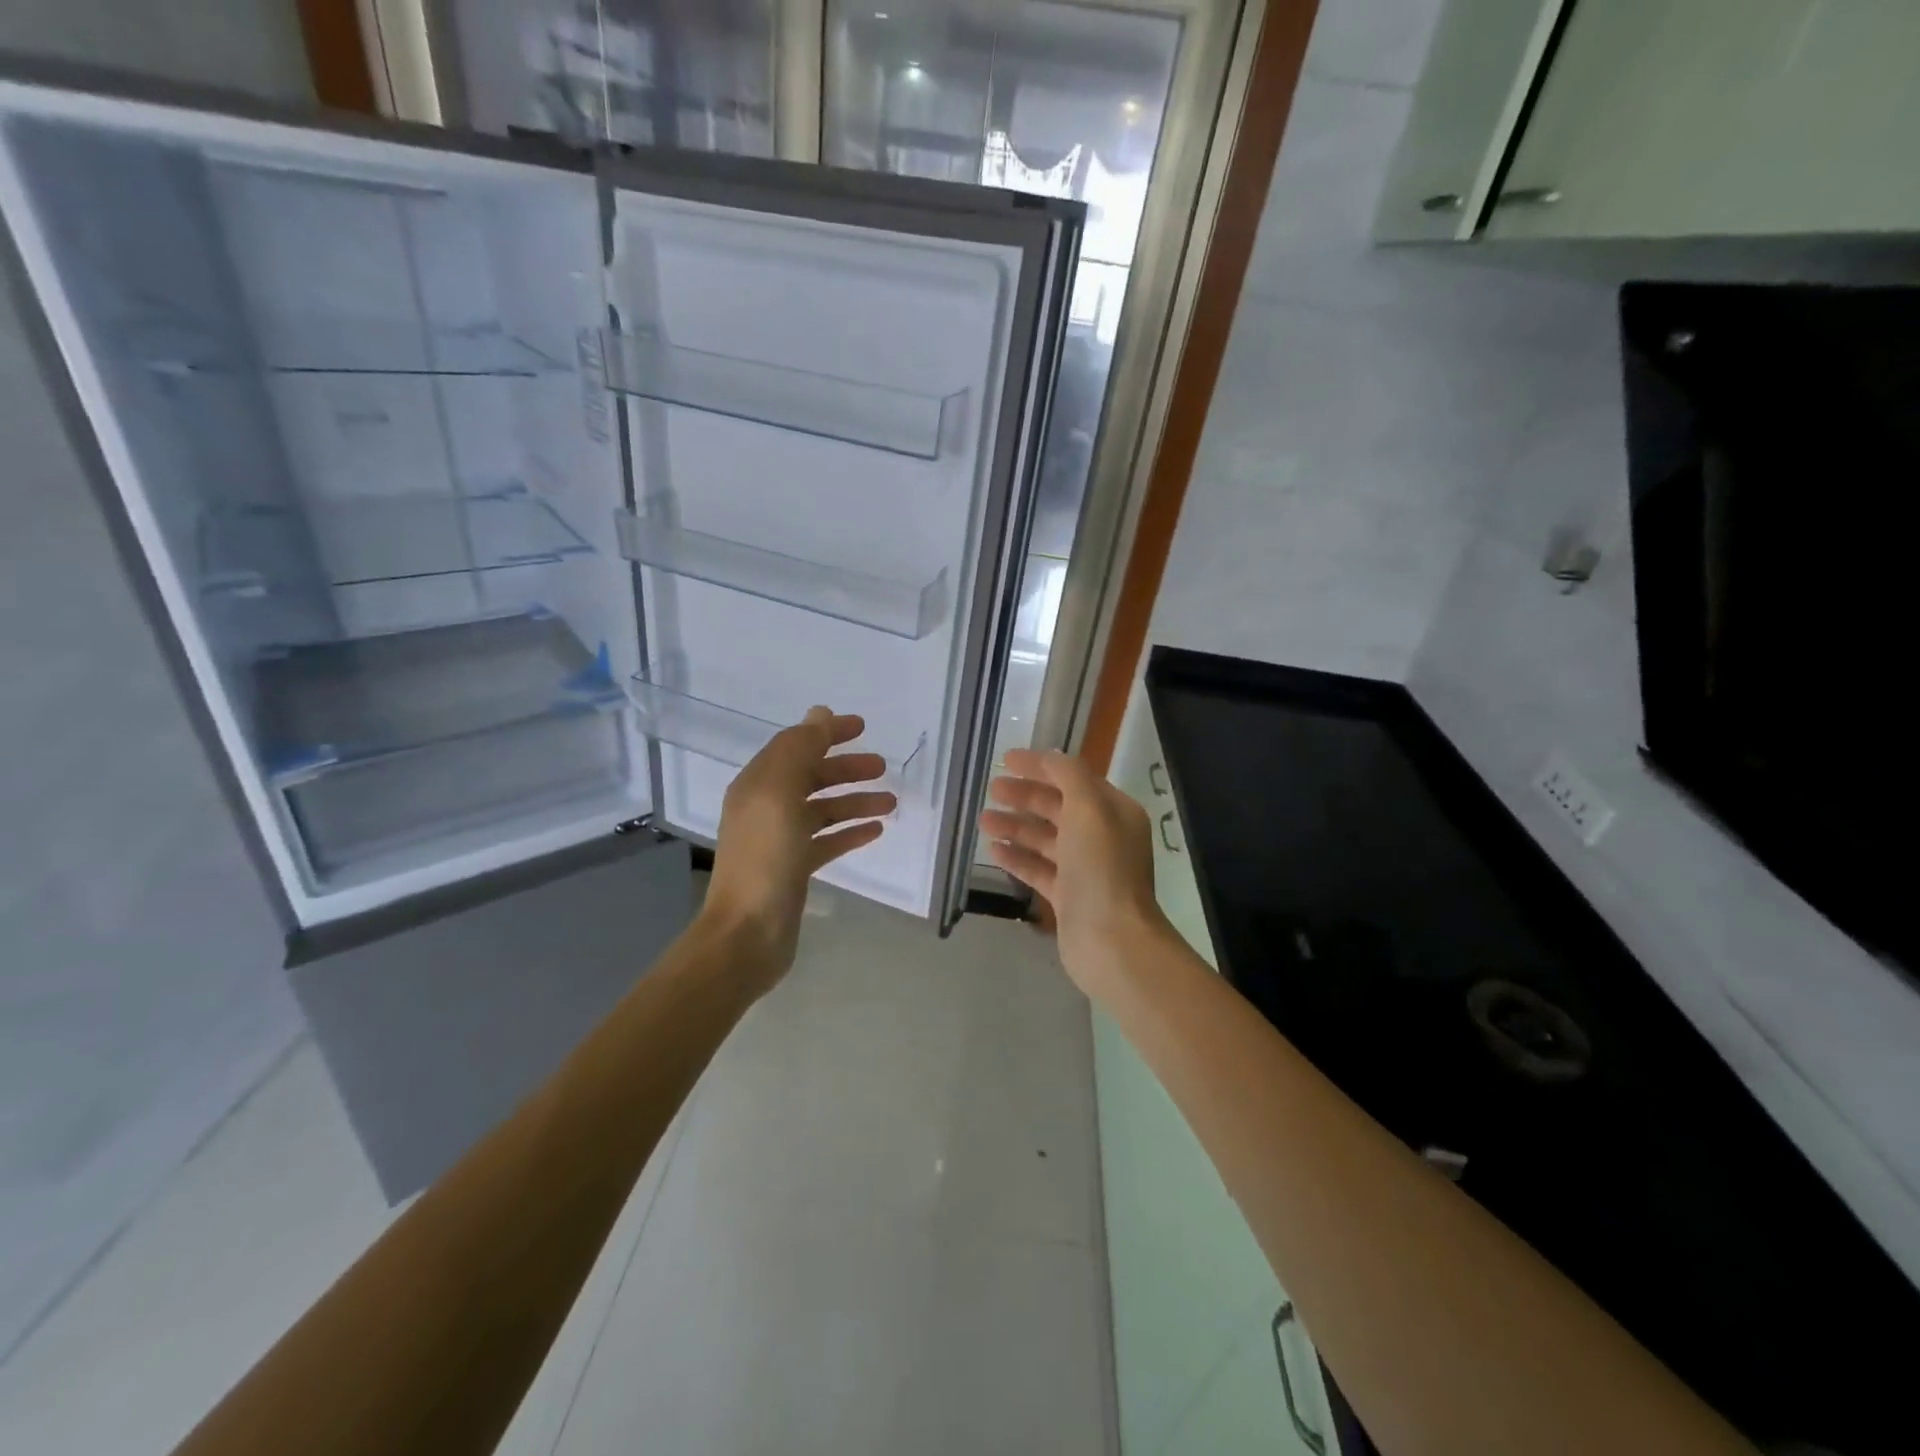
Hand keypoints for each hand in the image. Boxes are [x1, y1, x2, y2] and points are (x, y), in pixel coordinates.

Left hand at [703, 706, 896, 991]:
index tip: (862, 727)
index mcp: (758, 784)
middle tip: (882, 766)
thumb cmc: (765, 858)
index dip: (826, 733)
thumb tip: (819, 714)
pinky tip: (876, 831)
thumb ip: (799, 750)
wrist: (747, 933)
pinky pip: (827, 840)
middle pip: (811, 776)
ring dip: (855, 801)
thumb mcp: (780, 794)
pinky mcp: (795, 868)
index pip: (795, 745)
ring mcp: (781, 839)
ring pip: (823, 809)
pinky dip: (850, 832)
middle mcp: (767, 807)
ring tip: (890, 802)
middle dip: (846, 769)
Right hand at [978, 747, 1169, 1000]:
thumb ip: (1068, 776)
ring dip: (1016, 826)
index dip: (1041, 766)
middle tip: (992, 789)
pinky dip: (1018, 857)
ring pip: (1045, 839)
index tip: (1006, 759)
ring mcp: (1085, 869)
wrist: (1112, 941)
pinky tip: (993, 850)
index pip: (1074, 778)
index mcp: (1114, 812)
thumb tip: (1049, 758)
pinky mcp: (1068, 897)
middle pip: (1058, 807)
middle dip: (1025, 796)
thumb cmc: (1101, 868)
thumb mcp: (1088, 808)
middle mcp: (1102, 836)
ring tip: (983, 820)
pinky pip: (1039, 869)